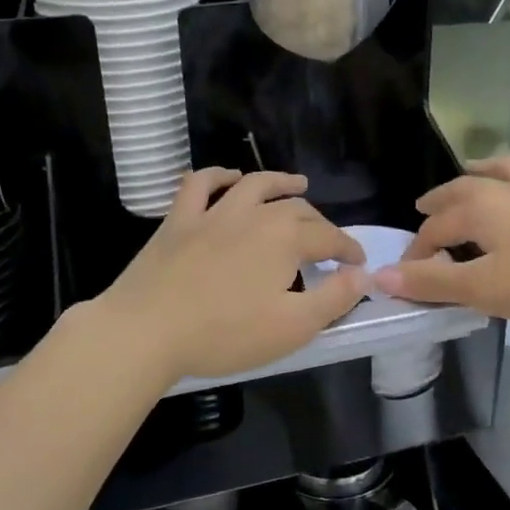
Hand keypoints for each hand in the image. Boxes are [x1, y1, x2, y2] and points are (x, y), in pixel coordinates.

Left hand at [96, 169, 366, 382]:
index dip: (348, 250)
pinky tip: (228, 177)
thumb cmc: (225, 334)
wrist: (146, 330)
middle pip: (296, 209)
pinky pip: (199, 185)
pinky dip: (218, 176)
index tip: (358, 263)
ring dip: (279, 182)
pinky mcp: (178, 221)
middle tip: (328, 240)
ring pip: (253, 185)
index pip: (329, 238)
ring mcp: (212, 213)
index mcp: (284, 239)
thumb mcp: (292, 327)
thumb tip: (363, 275)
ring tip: (297, 184)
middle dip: (319, 222)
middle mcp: (253, 215)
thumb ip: (334, 299)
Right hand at [372, 150, 509, 325]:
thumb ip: (431, 282)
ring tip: (473, 168)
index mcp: (482, 210)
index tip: (408, 277)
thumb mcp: (481, 290)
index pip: (436, 230)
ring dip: (490, 166)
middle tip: (424, 207)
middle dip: (441, 200)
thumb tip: (381, 276)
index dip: (418, 253)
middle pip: (467, 189)